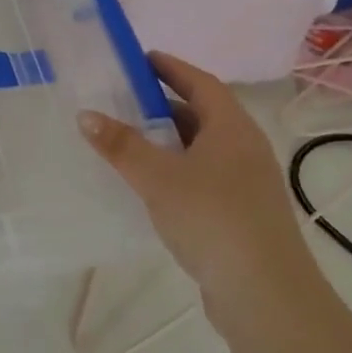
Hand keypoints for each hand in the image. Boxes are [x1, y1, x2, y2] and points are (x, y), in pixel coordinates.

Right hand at [78, 53, 320, 325]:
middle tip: (124, 101)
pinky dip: (177, 170)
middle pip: (203, 114)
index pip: (201, 83)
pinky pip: (204, 176)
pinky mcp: (242, 214)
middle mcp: (245, 149)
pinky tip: (152, 186)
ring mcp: (247, 183)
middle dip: (164, 104)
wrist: (265, 294)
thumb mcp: (158, 177)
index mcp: (232, 128)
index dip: (172, 68)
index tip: (141, 59)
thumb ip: (121, 145)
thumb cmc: (212, 219)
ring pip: (203, 148)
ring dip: (169, 140)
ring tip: (130, 141)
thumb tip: (86, 114)